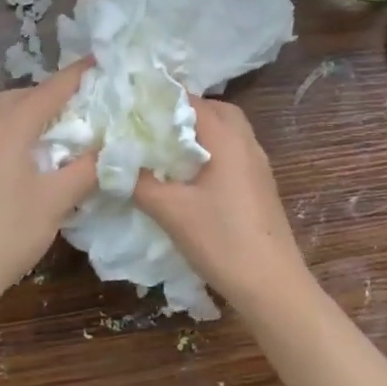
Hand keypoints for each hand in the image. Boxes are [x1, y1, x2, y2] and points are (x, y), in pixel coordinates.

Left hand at [0, 60, 98, 304]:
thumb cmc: (9, 230)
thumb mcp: (57, 199)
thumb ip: (88, 167)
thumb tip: (115, 147)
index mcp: (10, 127)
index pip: (51, 89)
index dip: (79, 74)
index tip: (106, 60)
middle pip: (25, 94)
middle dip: (57, 91)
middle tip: (89, 100)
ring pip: (11, 112)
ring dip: (39, 110)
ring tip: (70, 124)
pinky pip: (4, 131)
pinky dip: (27, 128)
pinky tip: (45, 151)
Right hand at [132, 99, 311, 310]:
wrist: (272, 285)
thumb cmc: (221, 240)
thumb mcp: (171, 211)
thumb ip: (140, 182)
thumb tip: (115, 161)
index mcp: (228, 138)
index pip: (192, 101)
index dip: (161, 99)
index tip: (132, 106)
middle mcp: (246, 142)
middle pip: (215, 110)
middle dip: (183, 112)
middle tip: (151, 124)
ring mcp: (258, 164)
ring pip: (227, 131)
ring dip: (199, 132)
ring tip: (166, 147)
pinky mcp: (260, 184)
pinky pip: (233, 151)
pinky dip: (210, 150)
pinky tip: (189, 174)